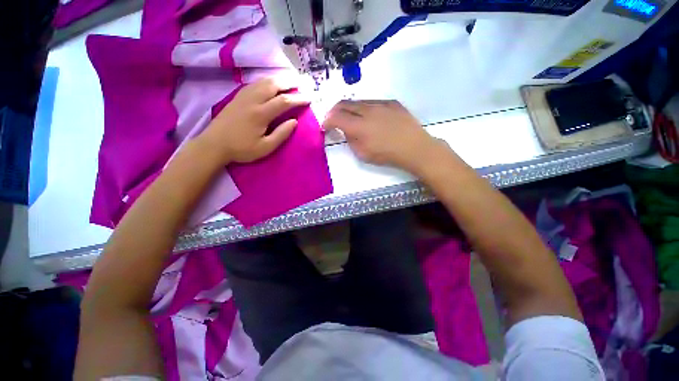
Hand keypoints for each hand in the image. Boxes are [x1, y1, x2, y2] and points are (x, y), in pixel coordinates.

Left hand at [197, 77, 309, 163]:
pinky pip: (255, 83)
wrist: (214, 144)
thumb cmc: (242, 149)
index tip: (309, 98)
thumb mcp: (265, 147)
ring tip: (289, 81)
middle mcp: (252, 100)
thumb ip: (281, 134)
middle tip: (301, 83)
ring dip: (278, 79)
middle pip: (273, 84)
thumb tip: (294, 121)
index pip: (284, 101)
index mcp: (261, 114)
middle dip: (289, 82)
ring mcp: (243, 96)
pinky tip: (270, 84)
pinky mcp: (237, 97)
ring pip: (263, 81)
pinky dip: (266, 81)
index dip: (298, 99)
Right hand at [323, 100, 445, 173]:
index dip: (327, 121)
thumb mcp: (363, 154)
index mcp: (359, 126)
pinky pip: (373, 102)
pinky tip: (370, 117)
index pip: (336, 117)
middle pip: (344, 103)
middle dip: (334, 111)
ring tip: (352, 118)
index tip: (326, 126)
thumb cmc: (387, 155)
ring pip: (358, 101)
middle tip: (334, 119)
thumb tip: (346, 130)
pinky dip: (365, 108)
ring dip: (350, 109)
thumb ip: (351, 140)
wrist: (414, 148)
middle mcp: (367, 110)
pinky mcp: (391, 102)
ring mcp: (380, 104)